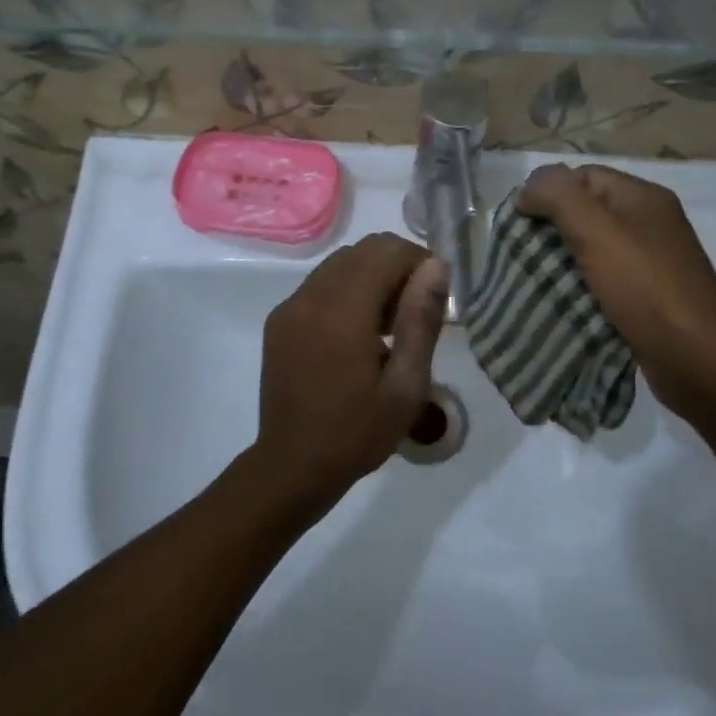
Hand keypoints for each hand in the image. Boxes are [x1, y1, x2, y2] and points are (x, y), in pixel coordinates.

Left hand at [252, 233, 449, 513]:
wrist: (292, 465)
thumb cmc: (357, 433)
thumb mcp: (406, 386)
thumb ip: (421, 320)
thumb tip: (436, 266)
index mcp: (343, 311)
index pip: (385, 250)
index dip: (417, 261)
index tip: (435, 296)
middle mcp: (310, 297)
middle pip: (362, 251)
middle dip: (396, 267)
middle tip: (414, 312)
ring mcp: (289, 307)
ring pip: (339, 264)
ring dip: (371, 277)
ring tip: (388, 325)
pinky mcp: (279, 320)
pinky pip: (319, 285)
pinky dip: (345, 292)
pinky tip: (357, 334)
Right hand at [517, 163, 715, 417]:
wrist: (694, 357)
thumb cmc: (644, 286)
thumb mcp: (596, 230)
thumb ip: (558, 196)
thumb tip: (528, 188)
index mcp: (642, 197)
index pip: (582, 176)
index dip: (548, 191)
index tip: (521, 223)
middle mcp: (649, 223)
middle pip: (586, 211)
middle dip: (551, 228)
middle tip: (522, 252)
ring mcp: (650, 261)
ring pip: (592, 247)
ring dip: (561, 260)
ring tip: (534, 277)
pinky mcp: (646, 295)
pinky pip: (603, 278)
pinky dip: (579, 286)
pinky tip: (560, 300)